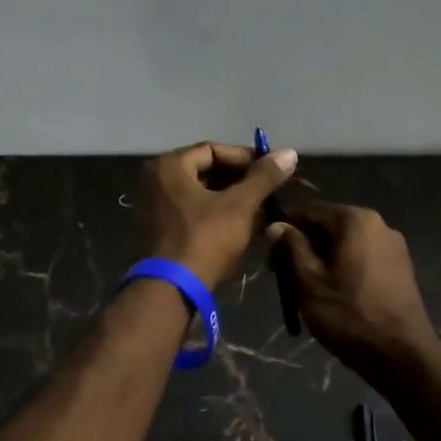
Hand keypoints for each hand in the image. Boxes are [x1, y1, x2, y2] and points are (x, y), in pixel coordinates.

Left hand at [137, 141, 299, 288]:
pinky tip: (236, 228)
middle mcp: (153, 181)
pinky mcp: (154, 232)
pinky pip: (187, 213)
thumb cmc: (204, 240)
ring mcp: (150, 207)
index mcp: (168, 166)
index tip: (271, 171)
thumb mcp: (239, 206)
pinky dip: (211, 215)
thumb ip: (264, 177)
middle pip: (203, 171)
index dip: (245, 158)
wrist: (170, 291)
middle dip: (237, 181)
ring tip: (257, 211)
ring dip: (227, 199)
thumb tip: (290, 152)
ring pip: (197, 194)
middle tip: (266, 192)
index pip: (212, 149)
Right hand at [266, 201, 439, 383]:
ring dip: (322, 259)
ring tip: (307, 289)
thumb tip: (276, 225)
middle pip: (329, 226)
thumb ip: (292, 248)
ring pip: (345, 243)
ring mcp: (394, 246)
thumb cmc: (349, 315)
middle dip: (303, 246)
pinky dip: (343, 267)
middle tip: (284, 276)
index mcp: (356, 220)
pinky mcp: (401, 268)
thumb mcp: (309, 282)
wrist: (402, 356)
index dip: (284, 229)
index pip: (309, 211)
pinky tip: (334, 293)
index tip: (269, 256)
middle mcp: (379, 224)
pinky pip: (362, 257)